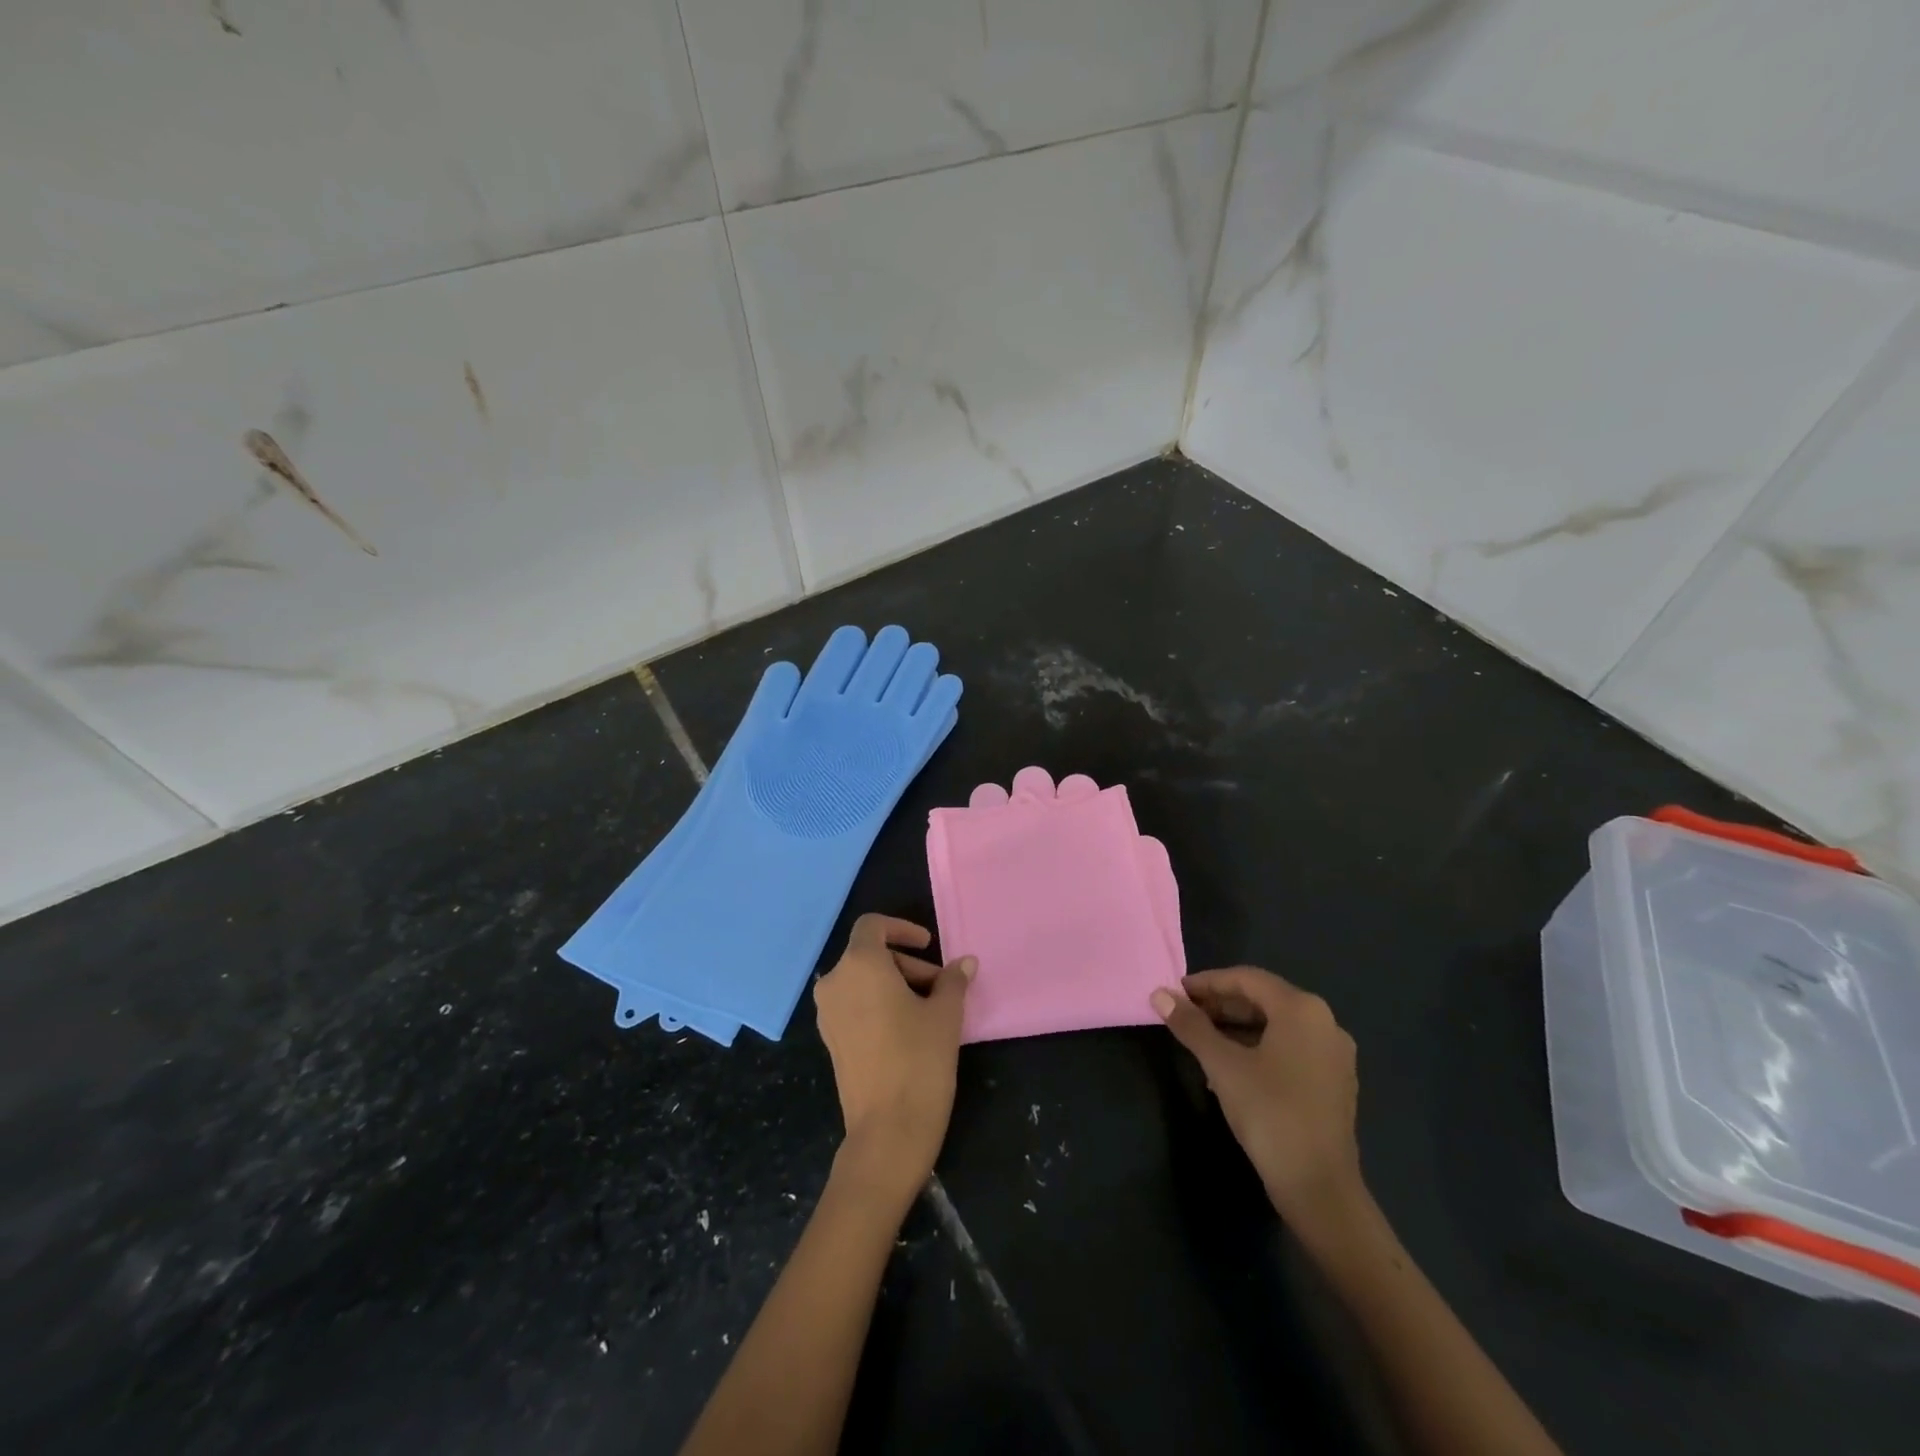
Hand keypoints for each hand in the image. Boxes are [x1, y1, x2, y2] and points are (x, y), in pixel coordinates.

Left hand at [814, 914, 974, 1204]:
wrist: (888, 1130)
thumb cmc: (920, 1059)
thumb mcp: (945, 1014)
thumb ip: (953, 980)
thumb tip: (966, 962)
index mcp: (859, 965)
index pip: (873, 925)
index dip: (902, 929)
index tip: (929, 946)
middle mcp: (835, 982)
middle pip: (870, 955)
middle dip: (907, 965)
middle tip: (941, 988)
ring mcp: (827, 1014)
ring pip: (862, 981)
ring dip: (895, 985)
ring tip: (930, 1011)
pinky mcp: (830, 1040)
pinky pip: (854, 1005)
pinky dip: (879, 1004)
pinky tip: (908, 1029)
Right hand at [1152, 967, 1363, 1233]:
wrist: (1319, 1187)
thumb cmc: (1269, 1113)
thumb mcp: (1222, 1065)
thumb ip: (1191, 1026)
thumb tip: (1159, 994)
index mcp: (1302, 1009)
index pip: (1246, 979)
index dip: (1207, 982)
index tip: (1176, 992)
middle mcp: (1324, 1023)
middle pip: (1263, 1000)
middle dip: (1221, 1005)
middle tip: (1184, 1014)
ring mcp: (1334, 1055)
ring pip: (1276, 1026)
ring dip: (1236, 1028)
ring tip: (1200, 1041)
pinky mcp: (1335, 1083)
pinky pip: (1289, 1049)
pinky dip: (1258, 1048)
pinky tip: (1230, 1069)